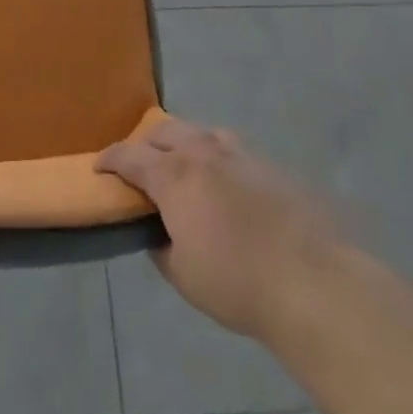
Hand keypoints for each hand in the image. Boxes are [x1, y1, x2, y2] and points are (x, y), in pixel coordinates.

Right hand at [97, 119, 343, 344]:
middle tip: (141, 166)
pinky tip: (227, 186)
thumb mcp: (182, 275)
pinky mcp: (271, 166)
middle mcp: (203, 152)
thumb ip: (161, 246)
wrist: (313, 282)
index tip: (99, 167)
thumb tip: (159, 233)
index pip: (129, 155)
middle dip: (146, 144)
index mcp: (174, 175)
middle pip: (164, 131)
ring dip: (184, 144)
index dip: (110, 159)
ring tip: (185, 167)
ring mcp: (241, 154)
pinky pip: (233, 151)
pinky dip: (218, 159)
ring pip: (202, 133)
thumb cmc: (237, 282)